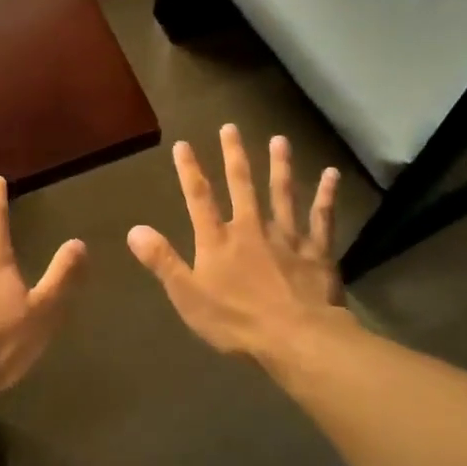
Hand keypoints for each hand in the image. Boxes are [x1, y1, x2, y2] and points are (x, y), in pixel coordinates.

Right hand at [127, 126, 349, 364]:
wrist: (297, 338)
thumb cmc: (237, 321)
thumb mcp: (188, 296)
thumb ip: (163, 260)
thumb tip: (134, 230)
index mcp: (218, 241)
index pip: (199, 198)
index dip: (189, 170)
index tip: (183, 144)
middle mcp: (251, 228)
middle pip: (242, 185)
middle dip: (234, 155)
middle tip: (231, 127)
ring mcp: (287, 237)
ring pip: (282, 193)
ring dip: (280, 166)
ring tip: (279, 140)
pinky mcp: (316, 251)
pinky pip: (321, 218)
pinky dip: (327, 195)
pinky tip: (332, 174)